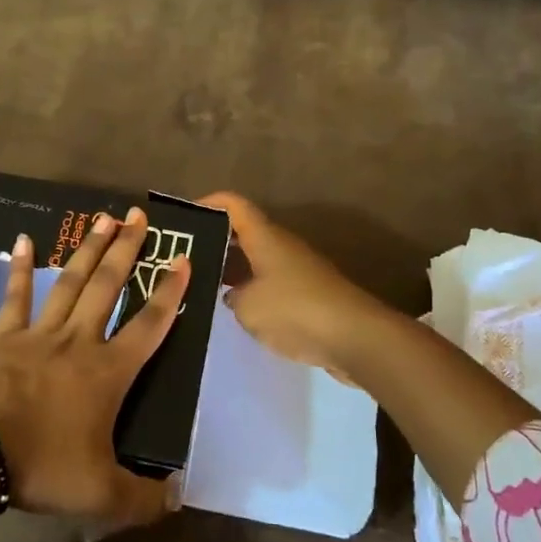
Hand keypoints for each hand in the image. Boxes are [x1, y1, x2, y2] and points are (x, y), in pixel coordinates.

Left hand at [0, 207, 189, 525]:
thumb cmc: (42, 465)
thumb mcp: (101, 494)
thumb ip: (143, 498)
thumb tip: (178, 496)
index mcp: (108, 372)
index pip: (149, 326)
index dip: (169, 293)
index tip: (183, 260)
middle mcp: (79, 341)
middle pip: (108, 286)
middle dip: (128, 250)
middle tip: (140, 216)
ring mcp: (39, 334)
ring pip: (70, 282)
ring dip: (89, 249)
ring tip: (104, 218)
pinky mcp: (4, 337)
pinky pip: (15, 296)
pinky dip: (19, 268)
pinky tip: (22, 238)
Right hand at [199, 192, 391, 382]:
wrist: (356, 337)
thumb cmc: (295, 310)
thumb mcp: (248, 307)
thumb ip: (233, 297)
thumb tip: (234, 294)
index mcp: (265, 237)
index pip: (234, 204)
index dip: (209, 203)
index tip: (184, 218)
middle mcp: (282, 246)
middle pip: (244, 232)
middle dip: (216, 241)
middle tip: (186, 259)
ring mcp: (298, 270)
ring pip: (258, 260)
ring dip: (234, 270)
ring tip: (205, 288)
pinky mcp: (309, 295)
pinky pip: (272, 284)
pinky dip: (253, 291)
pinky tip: (239, 312)